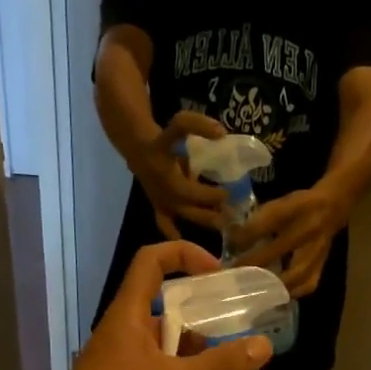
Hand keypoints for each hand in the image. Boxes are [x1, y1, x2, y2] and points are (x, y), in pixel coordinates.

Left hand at [41, 242, 271, 369]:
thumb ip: (219, 365)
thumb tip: (264, 345)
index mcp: (129, 314)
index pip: (152, 261)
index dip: (185, 255)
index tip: (218, 274)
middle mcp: (124, 331)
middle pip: (164, 304)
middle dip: (201, 313)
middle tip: (238, 328)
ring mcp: (121, 362)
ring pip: (164, 343)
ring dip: (195, 350)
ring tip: (232, 364)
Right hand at [130, 112, 227, 239]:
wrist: (139, 151)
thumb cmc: (164, 140)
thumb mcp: (178, 125)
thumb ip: (197, 125)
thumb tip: (221, 134)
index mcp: (166, 170)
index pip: (189, 185)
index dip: (208, 192)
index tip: (228, 193)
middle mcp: (162, 188)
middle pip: (188, 203)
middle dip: (210, 208)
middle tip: (231, 214)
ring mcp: (160, 200)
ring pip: (182, 214)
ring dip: (202, 220)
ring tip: (222, 226)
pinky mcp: (158, 208)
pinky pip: (165, 224)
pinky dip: (174, 234)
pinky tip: (188, 244)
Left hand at [230, 183, 345, 295]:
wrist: (332, 208)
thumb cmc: (298, 206)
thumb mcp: (278, 203)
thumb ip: (257, 220)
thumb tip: (232, 239)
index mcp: (296, 207)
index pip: (269, 220)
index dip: (247, 234)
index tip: (230, 245)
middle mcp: (309, 228)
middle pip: (279, 249)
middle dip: (253, 263)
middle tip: (234, 274)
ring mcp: (318, 250)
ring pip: (295, 273)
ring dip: (272, 284)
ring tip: (252, 290)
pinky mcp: (322, 265)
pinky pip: (307, 285)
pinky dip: (290, 293)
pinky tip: (275, 297)